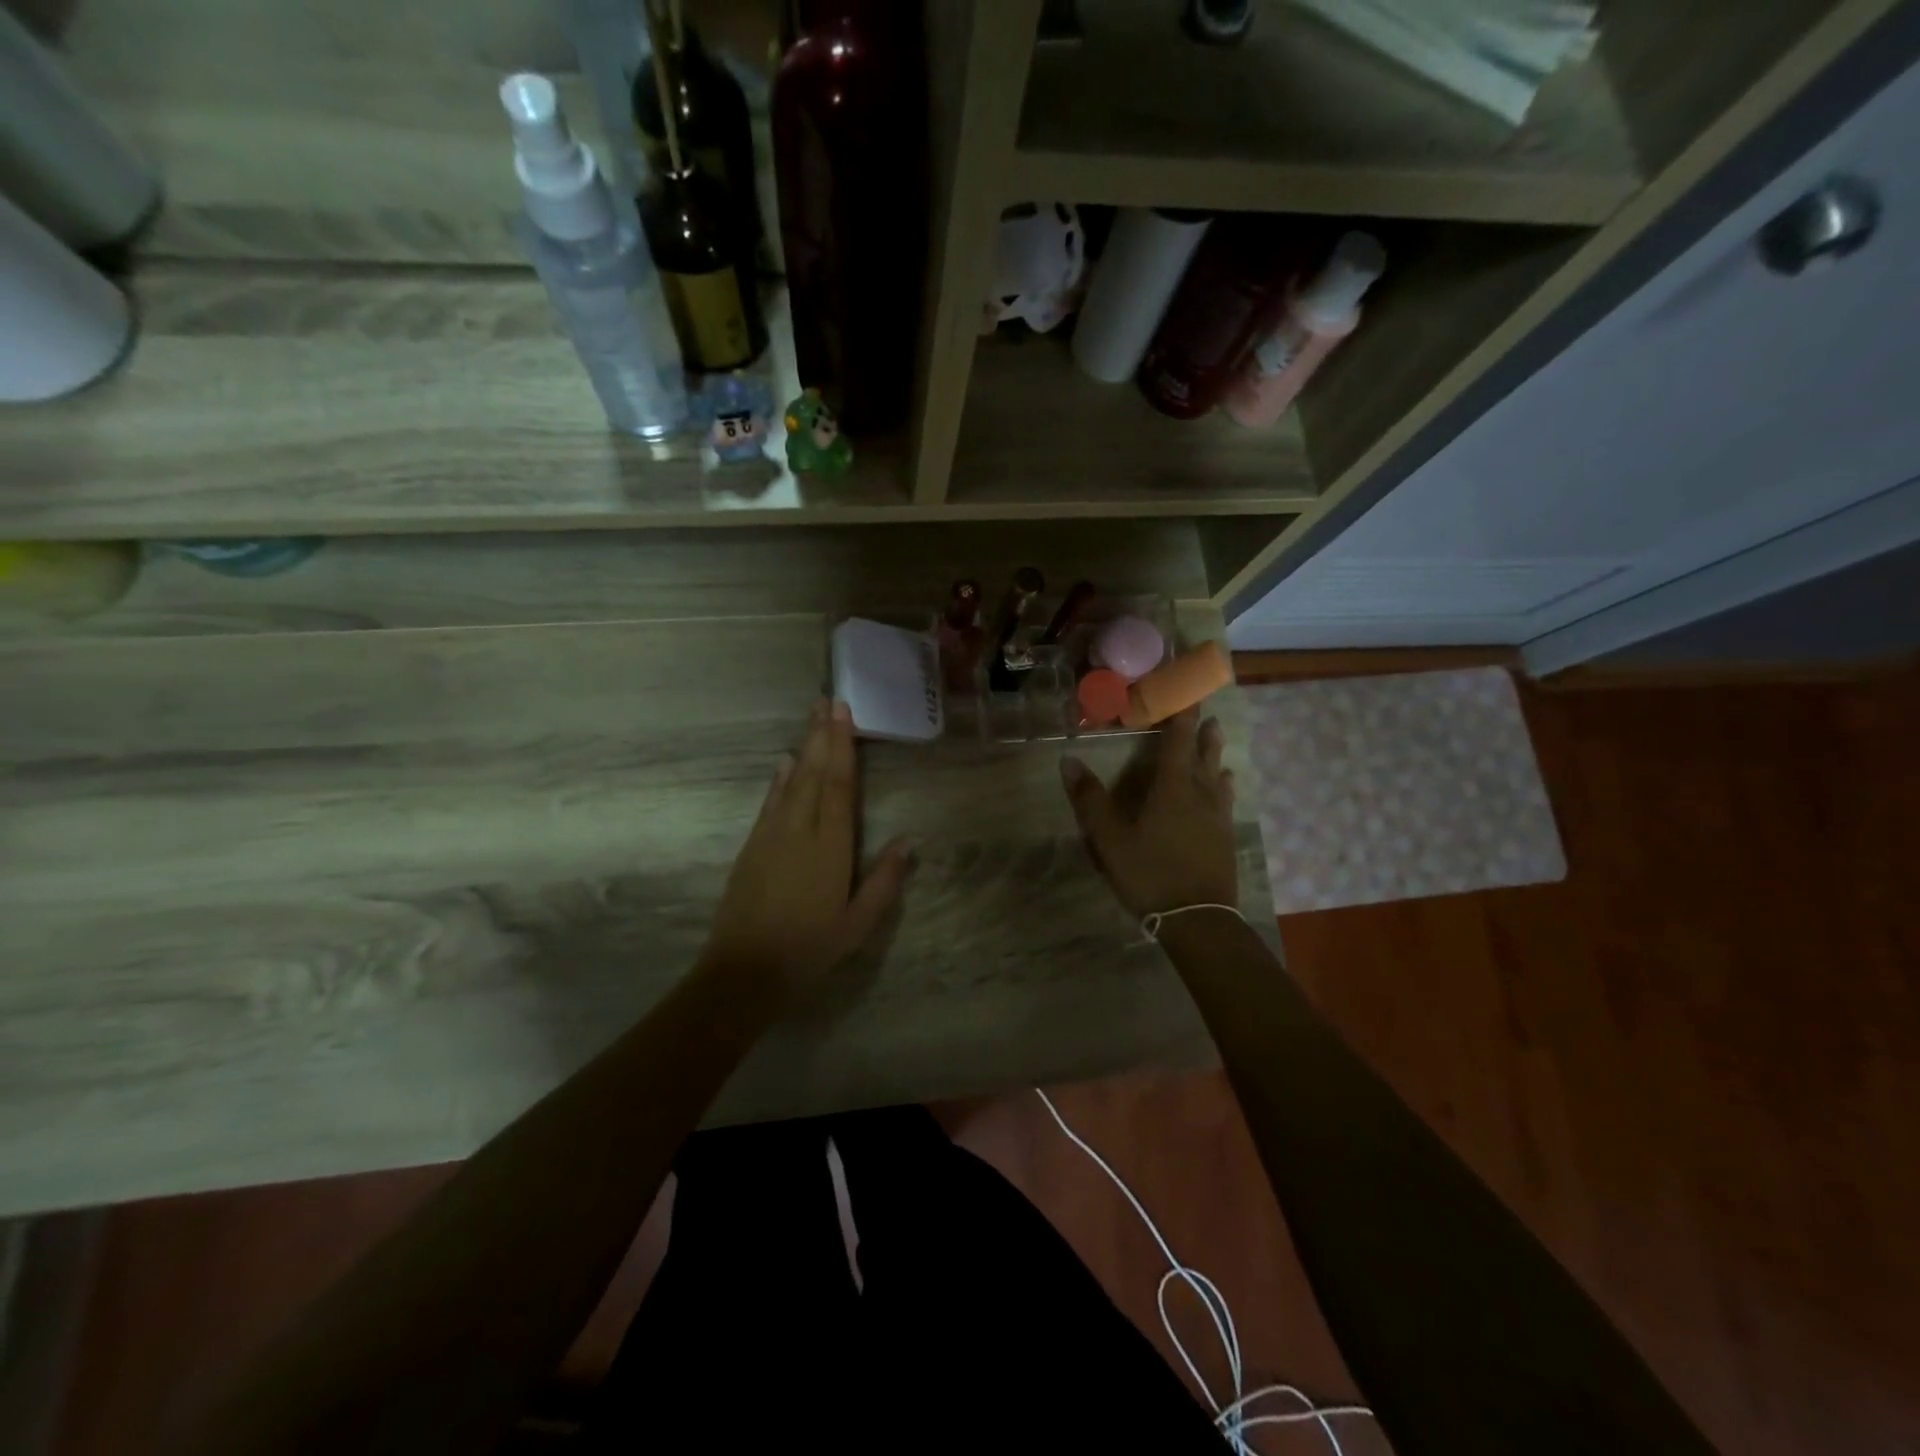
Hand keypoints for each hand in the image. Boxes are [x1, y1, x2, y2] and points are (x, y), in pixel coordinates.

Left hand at [702, 699, 912, 1006]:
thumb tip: (908, 840)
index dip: (843, 747)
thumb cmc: (810, 949)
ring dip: (804, 747)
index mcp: (830, 847)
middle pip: (814, 773)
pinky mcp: (753, 846)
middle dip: (822, 735)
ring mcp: (772, 835)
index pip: (839, 785)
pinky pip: (770, 802)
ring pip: (792, 782)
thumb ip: (884, 880)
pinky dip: (780, 779)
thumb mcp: (858, 924)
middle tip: (828, 700)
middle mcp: (800, 830)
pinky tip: (786, 762)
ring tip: (812, 718)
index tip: (844, 714)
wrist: (744, 971)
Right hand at [1061, 708, 1238, 918]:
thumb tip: (1069, 760)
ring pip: (1218, 778)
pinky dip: (1223, 788)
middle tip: (1208, 714)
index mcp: (1172, 788)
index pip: (1178, 741)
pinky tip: (1224, 793)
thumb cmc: (1150, 873)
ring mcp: (1217, 818)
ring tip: (1217, 743)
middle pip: (1205, 755)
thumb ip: (1090, 800)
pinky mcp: (1225, 839)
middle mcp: (1200, 795)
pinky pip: (1225, 801)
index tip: (1187, 692)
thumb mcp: (1109, 839)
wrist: (1197, 919)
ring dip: (1216, 757)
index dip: (1182, 715)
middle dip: (1204, 733)